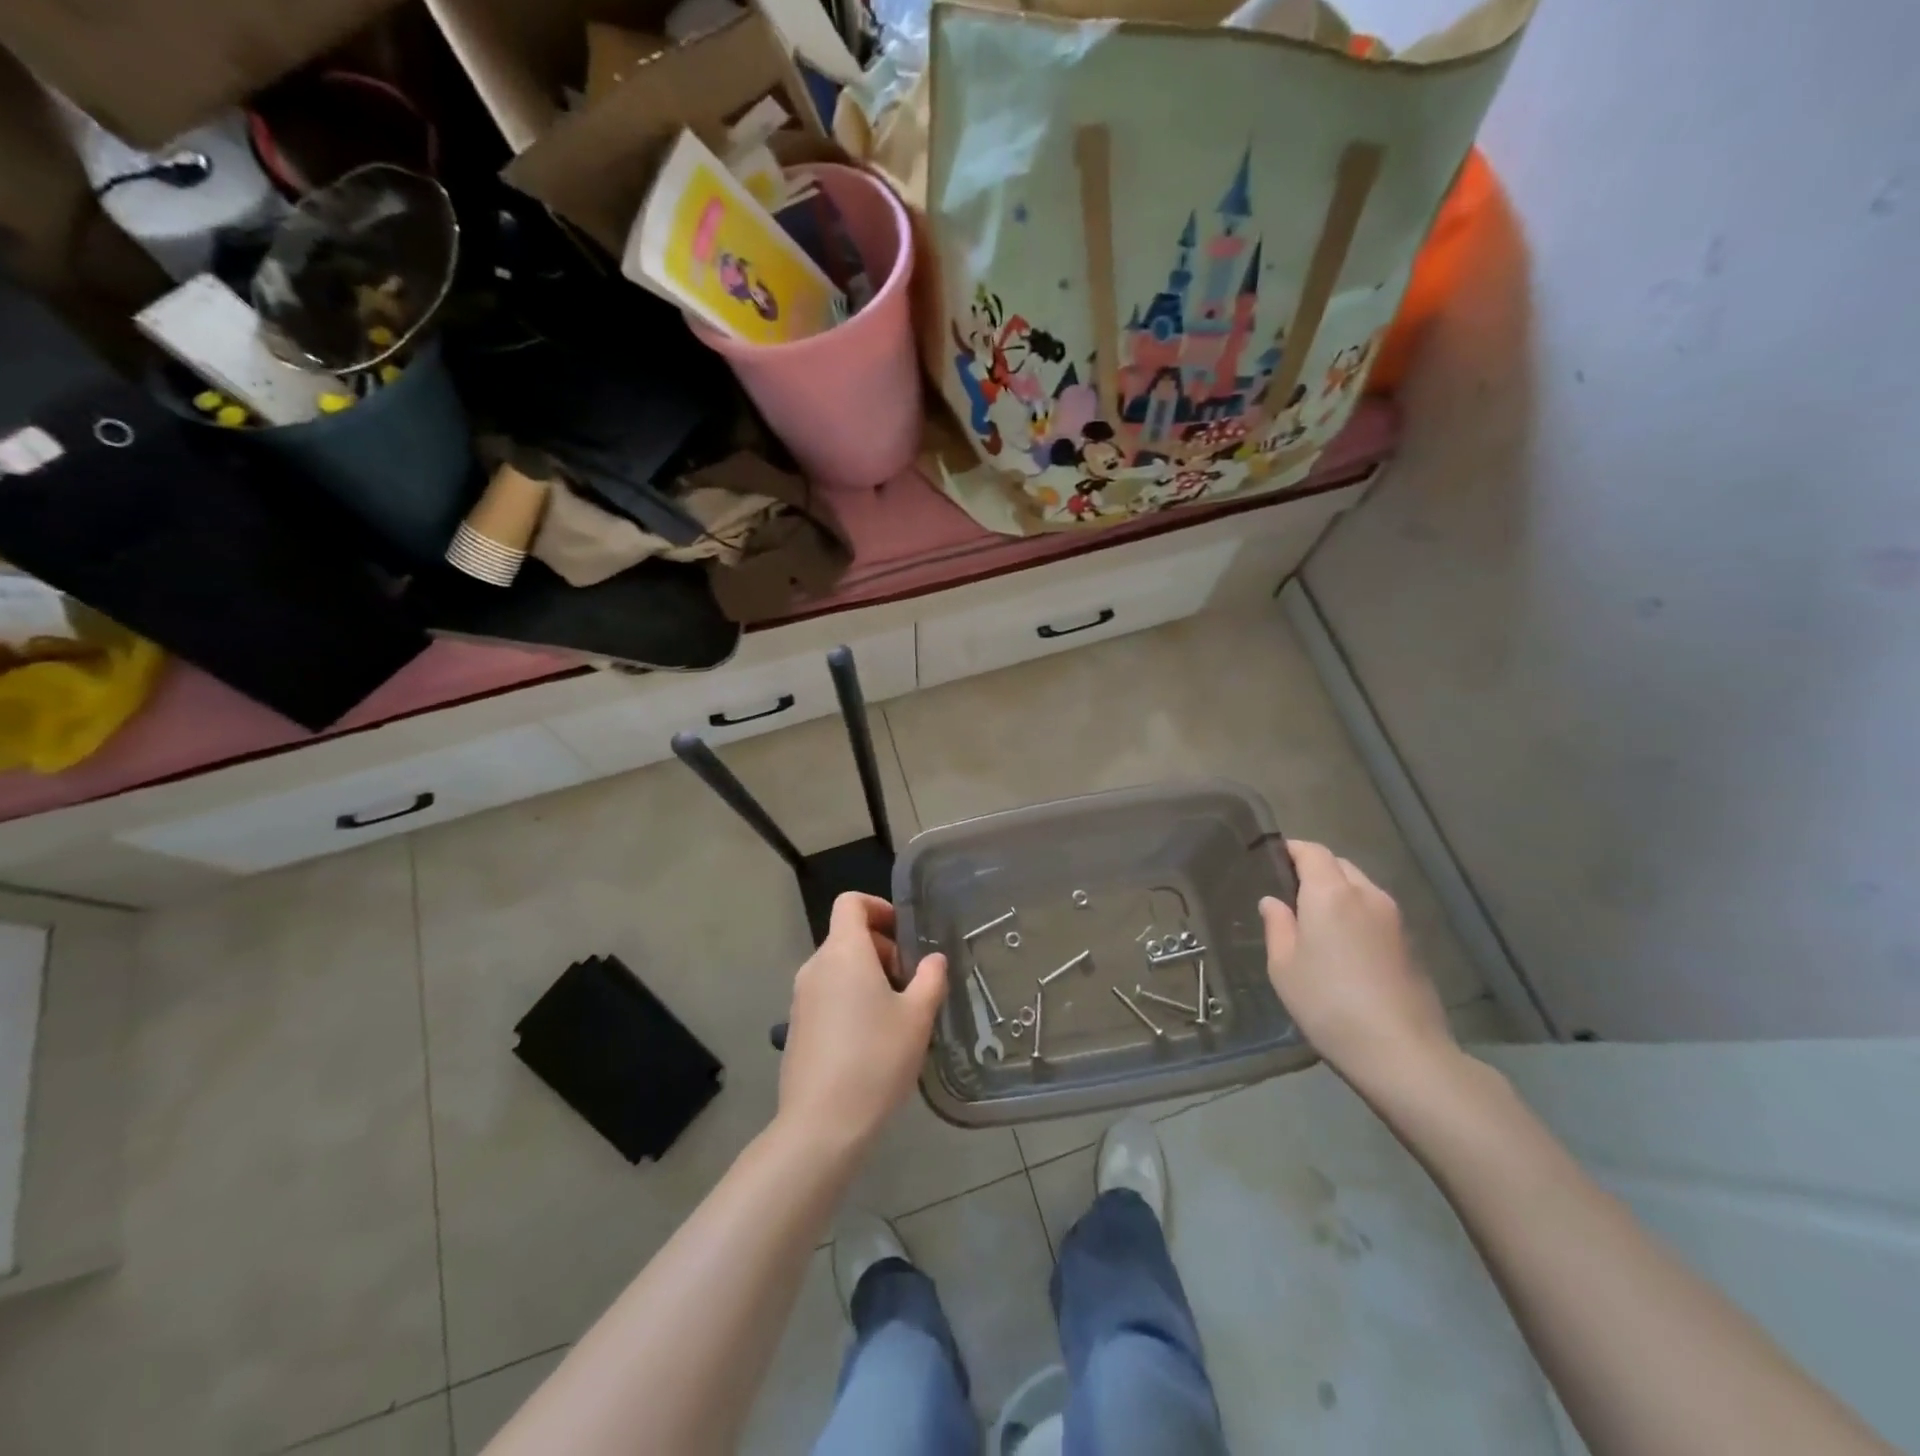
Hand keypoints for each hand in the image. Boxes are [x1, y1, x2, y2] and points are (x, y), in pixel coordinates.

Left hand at [778, 892, 946, 1151]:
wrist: (822, 1124)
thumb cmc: (876, 1059)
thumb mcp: (917, 1017)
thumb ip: (930, 979)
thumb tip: (933, 960)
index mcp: (843, 952)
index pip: (850, 903)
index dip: (878, 907)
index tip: (904, 933)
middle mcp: (816, 966)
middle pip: (847, 936)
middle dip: (882, 950)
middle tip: (911, 984)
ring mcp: (801, 998)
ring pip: (838, 968)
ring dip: (869, 977)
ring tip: (897, 1015)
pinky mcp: (797, 1027)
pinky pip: (828, 995)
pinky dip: (851, 1000)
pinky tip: (872, 1041)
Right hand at [1259, 841, 1455, 1094]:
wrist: (1401, 1051)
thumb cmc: (1327, 1003)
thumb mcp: (1284, 967)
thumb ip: (1277, 926)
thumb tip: (1273, 902)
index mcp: (1330, 893)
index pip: (1312, 851)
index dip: (1292, 850)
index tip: (1273, 859)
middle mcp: (1366, 895)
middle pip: (1339, 865)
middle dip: (1316, 870)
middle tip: (1292, 893)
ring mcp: (1394, 918)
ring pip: (1361, 888)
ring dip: (1339, 893)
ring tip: (1318, 921)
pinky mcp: (1411, 943)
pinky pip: (1376, 912)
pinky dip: (1358, 914)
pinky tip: (1346, 946)